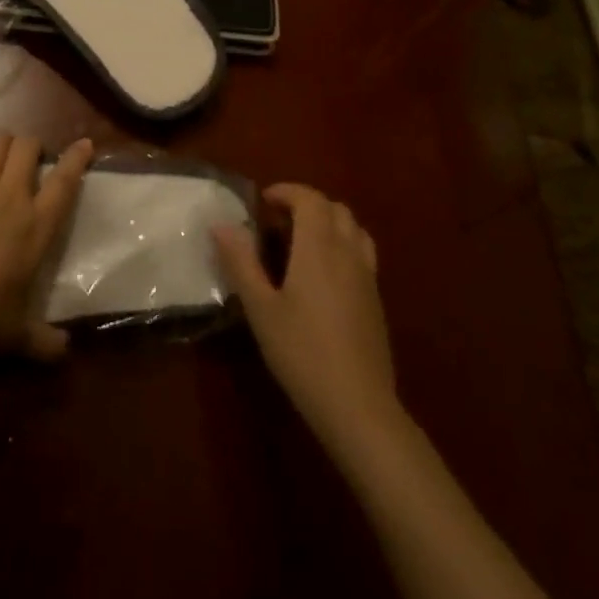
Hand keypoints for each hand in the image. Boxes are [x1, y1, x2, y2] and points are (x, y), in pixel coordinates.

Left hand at [0, 126, 92, 359]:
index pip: (65, 183)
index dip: (77, 159)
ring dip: (4, 139)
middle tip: (31, 157)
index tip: (85, 143)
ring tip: (4, 145)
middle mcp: (10, 198)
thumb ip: (44, 342)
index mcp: (36, 228)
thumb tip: (66, 353)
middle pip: (28, 149)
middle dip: (33, 145)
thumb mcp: (16, 337)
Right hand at [214, 183, 407, 448]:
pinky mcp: (376, 300)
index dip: (287, 192)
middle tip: (277, 221)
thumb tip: (221, 224)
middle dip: (306, 204)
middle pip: (335, 208)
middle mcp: (348, 253)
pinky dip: (342, 244)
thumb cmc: (301, 353)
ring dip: (328, 222)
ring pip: (354, 228)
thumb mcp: (260, 308)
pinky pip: (362, 252)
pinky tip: (322, 275)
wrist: (358, 406)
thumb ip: (241, 262)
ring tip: (301, 242)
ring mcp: (367, 277)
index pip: (310, 199)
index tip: (262, 202)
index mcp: (319, 248)